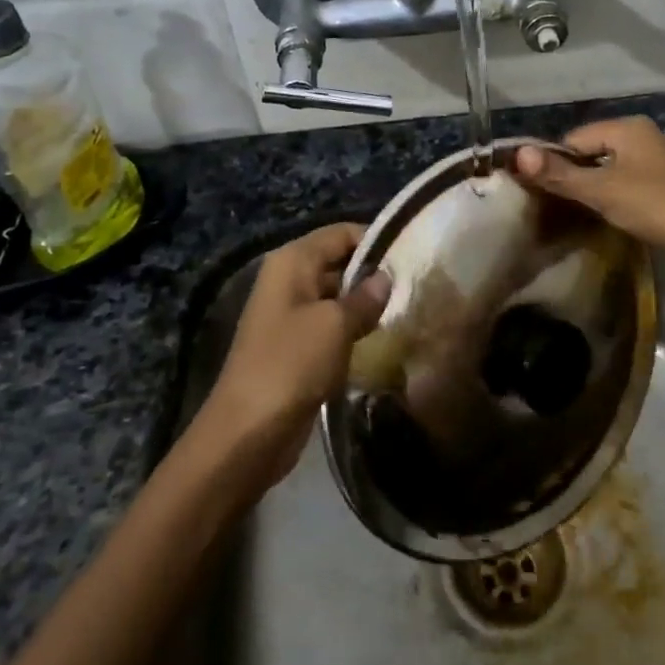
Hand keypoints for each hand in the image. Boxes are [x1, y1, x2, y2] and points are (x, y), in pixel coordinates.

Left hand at [196, 223, 391, 488]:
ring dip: (367, 305)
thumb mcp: (335, 325)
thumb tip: (386, 276)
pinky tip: (384, 339)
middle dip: (374, 274)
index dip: (376, 239)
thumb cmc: (291, 364)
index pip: (341, 233)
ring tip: (408, 310)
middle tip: (417, 285)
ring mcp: (291, 314)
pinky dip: (354, 330)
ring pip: (337, 297)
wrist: (248, 431)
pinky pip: (331, 326)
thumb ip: (365, 297)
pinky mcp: (296, 346)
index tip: (413, 254)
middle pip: (339, 262)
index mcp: (292, 261)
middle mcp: (289, 280)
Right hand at [513, 117, 664, 252]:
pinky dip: (613, 191)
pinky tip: (611, 210)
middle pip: (591, 149)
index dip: (557, 163)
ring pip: (608, 165)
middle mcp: (641, 133)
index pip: (574, 138)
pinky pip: (625, 177)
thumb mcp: (599, 189)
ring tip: (584, 209)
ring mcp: (655, 155)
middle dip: (575, 173)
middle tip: (563, 203)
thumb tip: (518, 153)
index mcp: (626, 126)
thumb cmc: (650, 204)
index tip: (546, 191)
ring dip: (594, 184)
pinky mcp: (663, 177)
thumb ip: (559, 173)